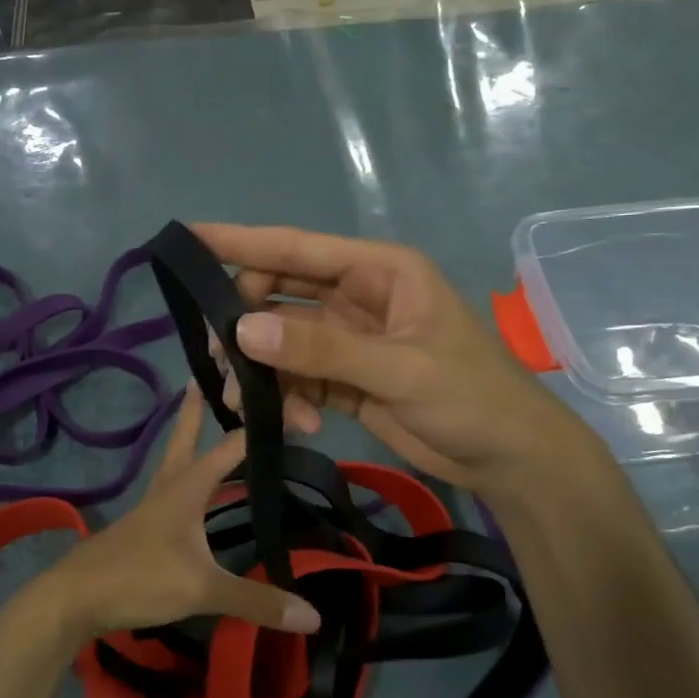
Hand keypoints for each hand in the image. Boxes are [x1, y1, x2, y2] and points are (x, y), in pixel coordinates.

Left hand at [19, 388, 321, 641]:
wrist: (73, 599)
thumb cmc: (138, 579)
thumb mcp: (202, 590)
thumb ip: (257, 600)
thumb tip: (314, 616)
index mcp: (187, 487)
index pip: (232, 445)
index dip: (263, 427)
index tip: (291, 405)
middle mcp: (169, 487)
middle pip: (186, 435)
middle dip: (199, 406)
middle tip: (209, 373)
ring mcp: (152, 506)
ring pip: (176, 459)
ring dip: (191, 437)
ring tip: (208, 421)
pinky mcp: (143, 527)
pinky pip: (172, 489)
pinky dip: (188, 476)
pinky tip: (196, 491)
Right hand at [194, 223, 603, 495]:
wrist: (509, 458)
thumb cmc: (471, 398)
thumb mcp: (399, 369)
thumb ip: (323, 349)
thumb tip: (243, 329)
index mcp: (378, 271)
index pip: (297, 248)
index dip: (241, 242)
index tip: (188, 239)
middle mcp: (357, 296)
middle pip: (278, 295)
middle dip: (247, 326)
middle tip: (222, 362)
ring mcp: (349, 339)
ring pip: (281, 341)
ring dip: (265, 374)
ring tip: (258, 410)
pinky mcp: (345, 378)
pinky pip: (297, 378)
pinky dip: (288, 400)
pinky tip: (301, 426)